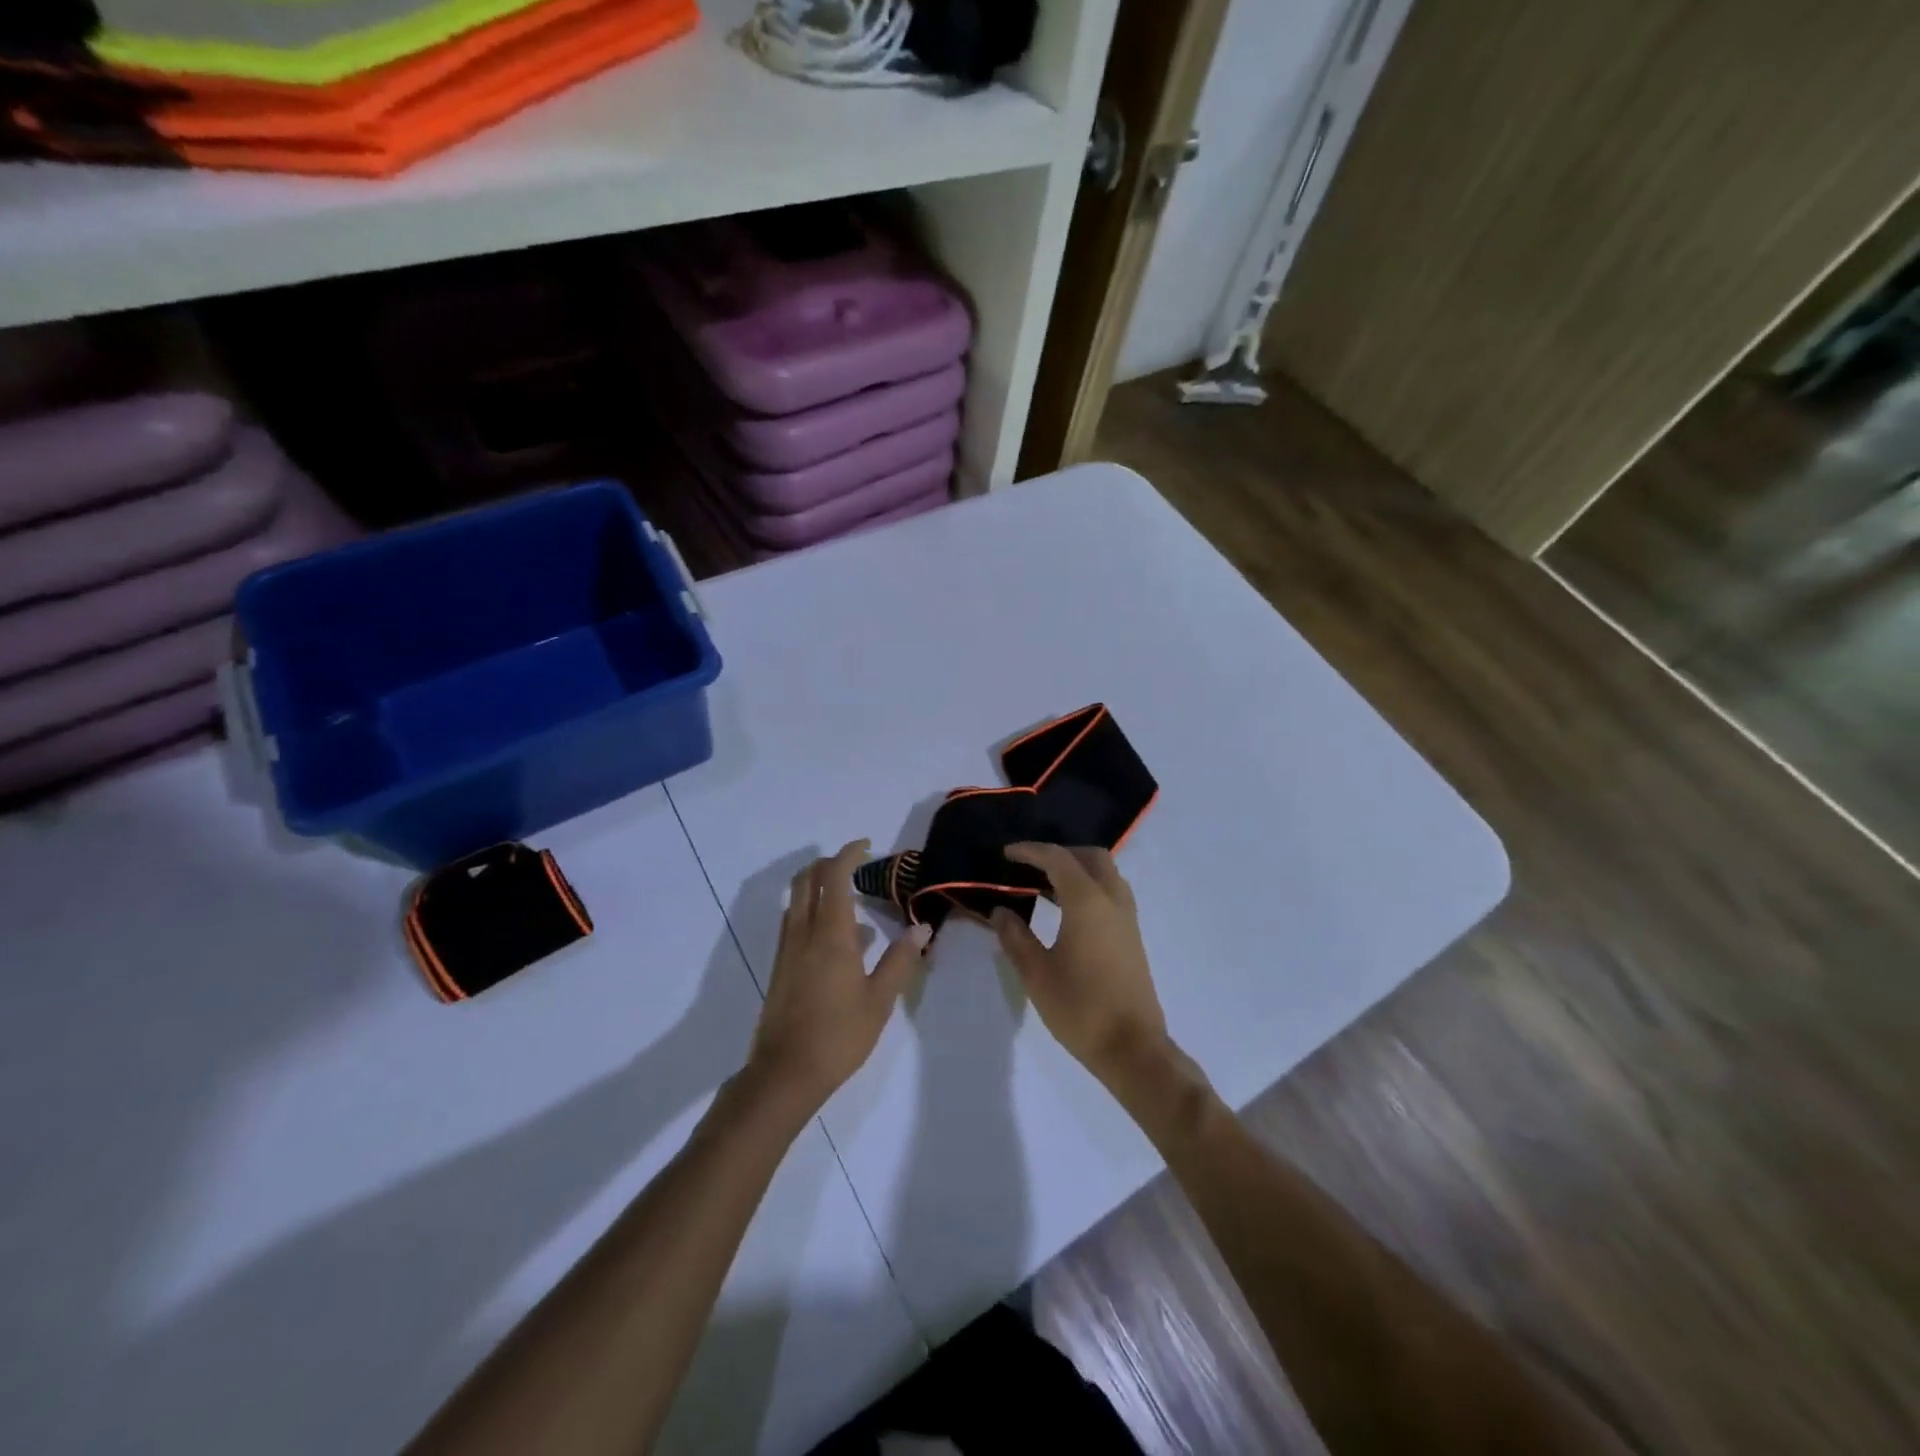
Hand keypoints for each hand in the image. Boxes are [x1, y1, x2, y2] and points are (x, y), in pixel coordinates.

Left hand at [748, 840, 928, 1111]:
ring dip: (819, 887)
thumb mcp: (880, 999)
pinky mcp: (780, 967)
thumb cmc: (839, 1035)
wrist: (785, 1073)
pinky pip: (795, 922)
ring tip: (853, 903)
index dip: (849, 854)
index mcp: (830, 934)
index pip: (834, 876)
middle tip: (856, 865)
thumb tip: (922, 927)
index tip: (867, 846)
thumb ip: (900, 959)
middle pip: (807, 879)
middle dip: (829, 864)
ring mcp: (787, 949)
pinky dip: (813, 912)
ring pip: (797, 900)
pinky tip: (838, 940)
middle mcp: (803, 932)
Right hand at [989, 843, 1168, 1086]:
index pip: (1058, 859)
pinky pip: (1112, 894)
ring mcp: (1127, 919)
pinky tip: (1067, 912)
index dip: (1031, 851)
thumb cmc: (1080, 1008)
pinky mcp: (1133, 937)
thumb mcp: (1037, 974)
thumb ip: (1015, 937)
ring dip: (1078, 870)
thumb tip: (1001, 911)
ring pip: (1106, 874)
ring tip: (1045, 887)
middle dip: (1061, 853)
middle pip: (1091, 857)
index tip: (1007, 853)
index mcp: (1088, 902)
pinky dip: (1089, 888)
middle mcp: (1112, 901)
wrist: (1132, 1048)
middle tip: (1031, 866)